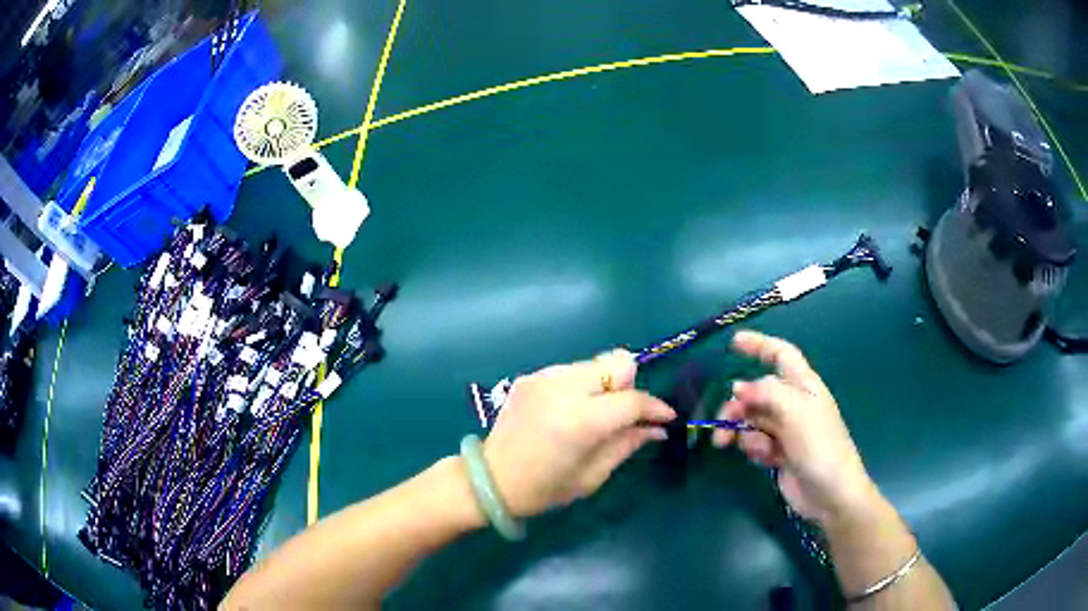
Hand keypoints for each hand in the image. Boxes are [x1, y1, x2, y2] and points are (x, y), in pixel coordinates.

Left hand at [483, 350, 675, 516]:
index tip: (665, 418)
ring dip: (605, 385)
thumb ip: (627, 444)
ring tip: (595, 414)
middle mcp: (562, 388)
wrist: (489, 480)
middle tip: (624, 416)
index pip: (632, 399)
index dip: (655, 407)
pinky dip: (581, 386)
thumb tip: (656, 428)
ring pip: (595, 363)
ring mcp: (543, 377)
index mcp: (580, 420)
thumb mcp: (592, 476)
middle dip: (629, 386)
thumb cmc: (544, 489)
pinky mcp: (530, 376)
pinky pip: (571, 370)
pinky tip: (569, 410)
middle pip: (617, 361)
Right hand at [712, 331, 878, 527]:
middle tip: (722, 422)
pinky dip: (753, 448)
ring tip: (727, 444)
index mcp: (803, 385)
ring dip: (740, 430)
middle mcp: (793, 403)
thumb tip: (737, 387)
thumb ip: (766, 394)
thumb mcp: (795, 413)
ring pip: (752, 419)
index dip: (759, 345)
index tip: (733, 344)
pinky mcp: (778, 452)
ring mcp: (786, 429)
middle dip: (737, 405)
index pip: (781, 355)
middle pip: (757, 392)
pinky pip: (755, 441)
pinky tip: (763, 459)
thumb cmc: (819, 446)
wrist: (830, 494)